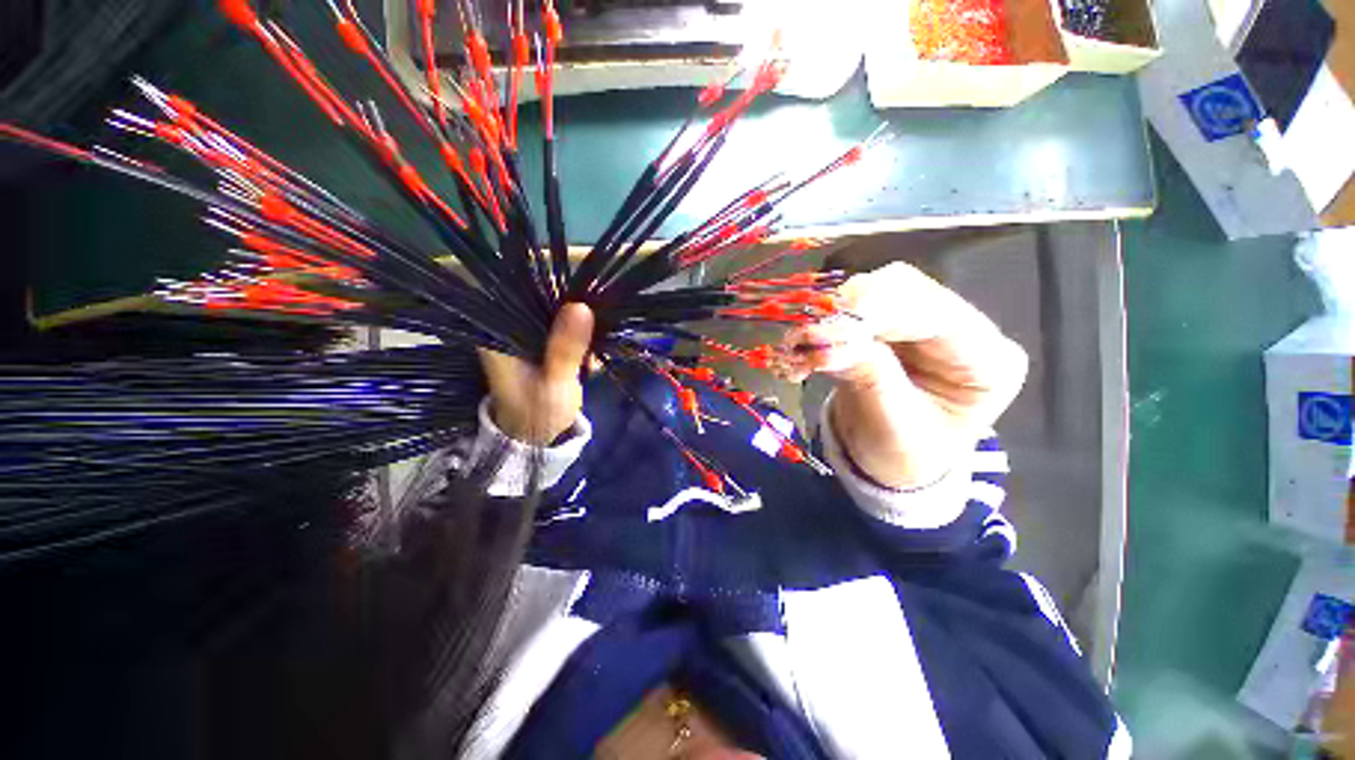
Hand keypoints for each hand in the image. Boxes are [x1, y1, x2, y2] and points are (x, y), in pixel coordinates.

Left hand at [478, 303, 593, 444]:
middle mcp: (510, 329)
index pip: (519, 289)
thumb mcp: (555, 383)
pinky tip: (590, 362)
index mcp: (499, 334)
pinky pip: (566, 327)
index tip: (582, 295)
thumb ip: (566, 348)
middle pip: (542, 297)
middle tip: (594, 335)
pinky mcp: (543, 344)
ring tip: (591, 359)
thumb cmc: (539, 414)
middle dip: (574, 309)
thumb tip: (581, 306)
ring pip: (557, 312)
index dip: (551, 282)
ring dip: (582, 327)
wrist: (538, 437)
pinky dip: (582, 339)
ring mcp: (527, 336)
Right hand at [777, 262, 1026, 487]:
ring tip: (794, 349)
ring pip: (868, 291)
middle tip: (800, 337)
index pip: (935, 311)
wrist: (890, 461)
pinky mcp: (884, 323)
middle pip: (900, 287)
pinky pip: (846, 308)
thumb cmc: (905, 456)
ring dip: (825, 316)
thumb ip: (869, 378)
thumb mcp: (893, 429)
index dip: (875, 311)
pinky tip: (798, 348)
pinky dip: (817, 325)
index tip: (820, 330)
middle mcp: (958, 327)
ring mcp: (919, 320)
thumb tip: (826, 340)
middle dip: (845, 310)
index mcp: (986, 359)